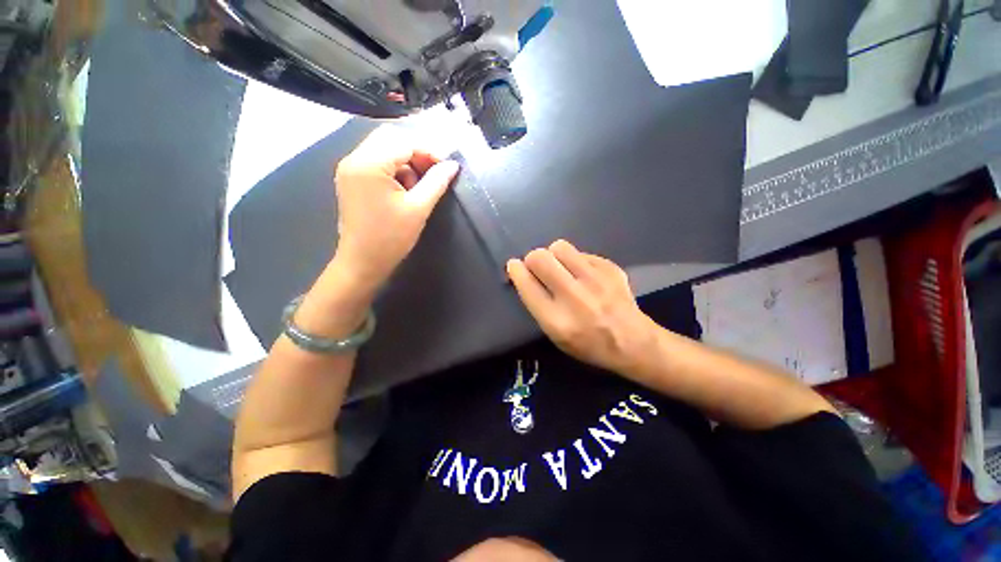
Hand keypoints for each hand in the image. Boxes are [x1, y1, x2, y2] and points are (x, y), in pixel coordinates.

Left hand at [332, 126, 459, 290]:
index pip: (404, 142)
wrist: (362, 262)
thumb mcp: (418, 209)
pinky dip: (394, 170)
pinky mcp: (351, 179)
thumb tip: (453, 165)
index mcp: (369, 164)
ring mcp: (350, 169)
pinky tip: (404, 189)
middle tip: (433, 173)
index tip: (447, 167)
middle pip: (390, 138)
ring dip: (405, 162)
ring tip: (417, 187)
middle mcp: (354, 159)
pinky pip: (376, 162)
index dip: (429, 151)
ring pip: (383, 149)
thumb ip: (436, 182)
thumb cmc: (391, 238)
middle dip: (416, 152)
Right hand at [506, 240, 655, 373]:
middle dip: (533, 259)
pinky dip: (576, 261)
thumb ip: (538, 306)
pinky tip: (584, 274)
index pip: (527, 285)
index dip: (516, 271)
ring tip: (560, 266)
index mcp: (556, 320)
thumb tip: (525, 275)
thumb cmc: (588, 344)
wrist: (633, 342)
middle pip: (540, 259)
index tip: (514, 265)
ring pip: (559, 247)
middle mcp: (574, 297)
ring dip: (554, 255)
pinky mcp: (610, 268)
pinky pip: (581, 252)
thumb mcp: (555, 337)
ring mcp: (595, 280)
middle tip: (539, 267)